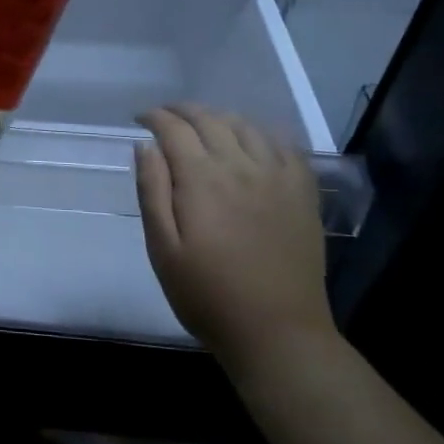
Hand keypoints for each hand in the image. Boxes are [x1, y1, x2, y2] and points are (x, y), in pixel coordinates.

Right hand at [134, 106, 334, 385]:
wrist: (277, 333)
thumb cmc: (207, 295)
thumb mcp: (162, 248)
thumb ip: (152, 191)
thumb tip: (144, 145)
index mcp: (202, 179)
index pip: (174, 129)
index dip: (154, 117)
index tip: (140, 119)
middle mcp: (241, 166)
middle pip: (210, 119)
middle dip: (182, 111)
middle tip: (165, 117)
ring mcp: (277, 177)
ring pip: (246, 126)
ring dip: (219, 117)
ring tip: (203, 125)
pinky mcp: (303, 193)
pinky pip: (285, 145)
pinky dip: (261, 132)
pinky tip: (252, 140)